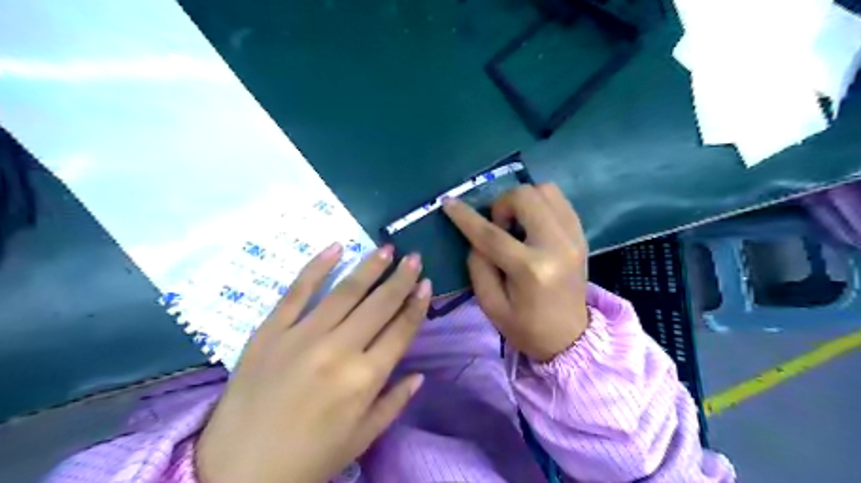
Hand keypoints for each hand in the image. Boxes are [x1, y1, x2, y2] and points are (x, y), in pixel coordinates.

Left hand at [198, 243, 432, 482]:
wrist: (236, 472)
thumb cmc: (307, 459)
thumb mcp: (361, 438)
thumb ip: (394, 403)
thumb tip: (420, 374)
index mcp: (365, 379)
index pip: (401, 330)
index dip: (417, 304)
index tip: (427, 283)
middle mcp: (339, 350)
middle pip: (379, 304)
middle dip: (401, 278)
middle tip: (413, 257)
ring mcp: (302, 336)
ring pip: (345, 291)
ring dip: (369, 267)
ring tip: (386, 249)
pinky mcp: (270, 331)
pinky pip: (297, 292)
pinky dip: (317, 267)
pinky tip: (336, 248)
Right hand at [444, 183, 592, 358]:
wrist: (570, 338)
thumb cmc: (526, 327)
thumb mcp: (490, 304)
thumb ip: (478, 265)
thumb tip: (476, 235)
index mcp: (531, 269)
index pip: (491, 234)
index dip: (466, 216)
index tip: (448, 202)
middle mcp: (557, 245)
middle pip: (525, 197)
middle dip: (501, 204)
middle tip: (498, 227)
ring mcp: (574, 237)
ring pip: (546, 190)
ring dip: (523, 201)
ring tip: (516, 224)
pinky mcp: (581, 235)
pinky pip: (559, 200)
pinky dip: (539, 204)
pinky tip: (531, 224)